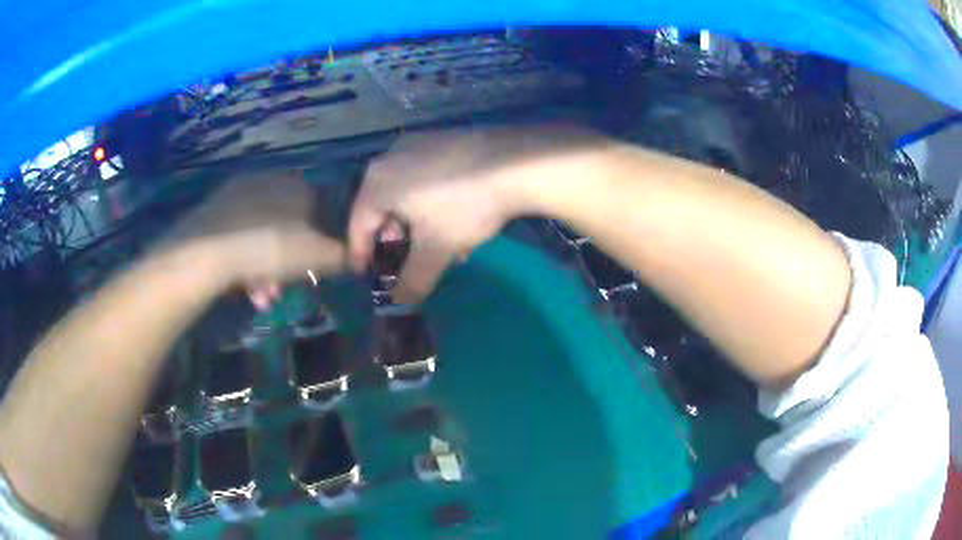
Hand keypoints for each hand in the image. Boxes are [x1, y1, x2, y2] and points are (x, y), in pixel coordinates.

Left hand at [170, 170, 347, 306]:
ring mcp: (235, 197)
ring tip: (265, 297)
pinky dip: (246, 264)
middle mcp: (266, 183)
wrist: (206, 251)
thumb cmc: (269, 247)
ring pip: (261, 236)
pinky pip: (239, 239)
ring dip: (268, 270)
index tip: (314, 266)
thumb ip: (341, 254)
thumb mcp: (315, 253)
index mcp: (294, 184)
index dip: (320, 239)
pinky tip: (246, 289)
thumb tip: (358, 256)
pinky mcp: (213, 215)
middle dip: (289, 261)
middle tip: (287, 287)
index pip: (318, 207)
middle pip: (286, 226)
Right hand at [348, 125, 609, 302]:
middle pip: (380, 206)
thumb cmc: (463, 207)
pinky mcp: (443, 138)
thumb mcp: (436, 250)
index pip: (358, 225)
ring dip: (416, 221)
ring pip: (406, 191)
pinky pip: (425, 175)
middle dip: (393, 238)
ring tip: (439, 244)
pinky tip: (456, 216)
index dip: (361, 254)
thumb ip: (413, 280)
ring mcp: (418, 143)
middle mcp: (390, 157)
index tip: (365, 274)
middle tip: (404, 258)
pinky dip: (431, 200)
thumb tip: (400, 303)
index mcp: (377, 182)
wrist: (517, 163)